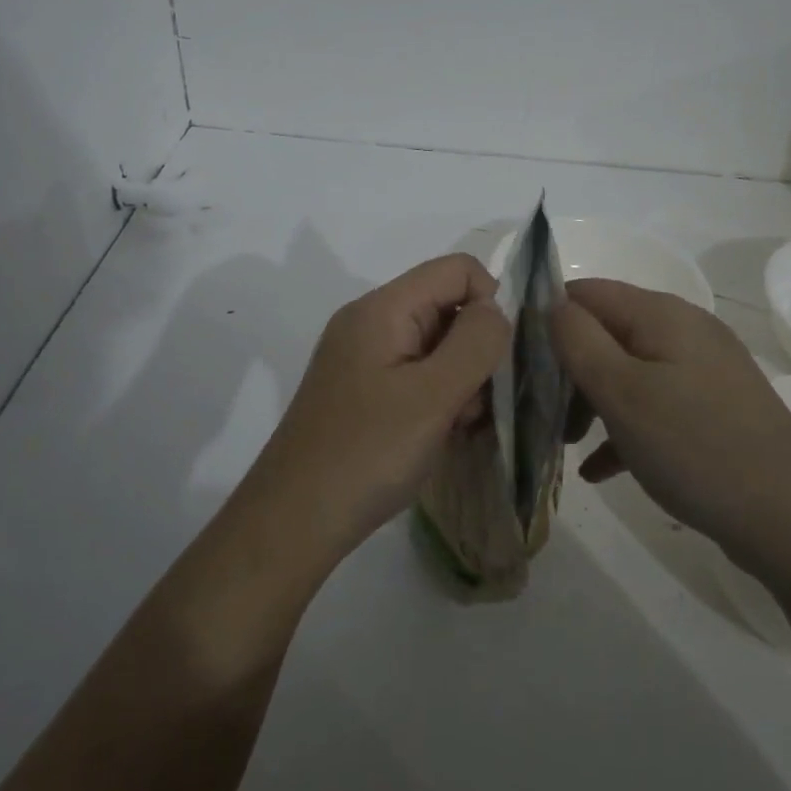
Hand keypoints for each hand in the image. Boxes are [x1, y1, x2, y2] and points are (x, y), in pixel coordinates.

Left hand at [248, 253, 510, 554]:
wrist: (294, 521)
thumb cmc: (367, 454)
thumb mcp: (433, 396)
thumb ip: (475, 342)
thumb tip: (495, 310)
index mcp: (382, 308)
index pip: (457, 269)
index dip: (490, 301)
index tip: (496, 358)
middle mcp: (369, 322)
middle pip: (446, 305)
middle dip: (475, 348)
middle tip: (473, 403)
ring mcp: (362, 357)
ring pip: (435, 343)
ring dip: (459, 378)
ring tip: (455, 425)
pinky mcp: (361, 390)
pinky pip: (415, 373)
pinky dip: (437, 396)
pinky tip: (438, 434)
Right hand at [551, 279, 790, 546]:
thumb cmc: (695, 446)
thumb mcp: (621, 391)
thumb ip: (577, 340)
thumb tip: (551, 304)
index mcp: (662, 314)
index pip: (586, 292)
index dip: (547, 318)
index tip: (517, 361)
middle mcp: (685, 332)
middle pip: (606, 333)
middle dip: (568, 369)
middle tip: (541, 413)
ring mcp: (704, 373)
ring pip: (628, 373)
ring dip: (592, 403)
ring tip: (567, 445)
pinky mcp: (714, 411)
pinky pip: (655, 408)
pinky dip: (624, 430)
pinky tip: (601, 471)